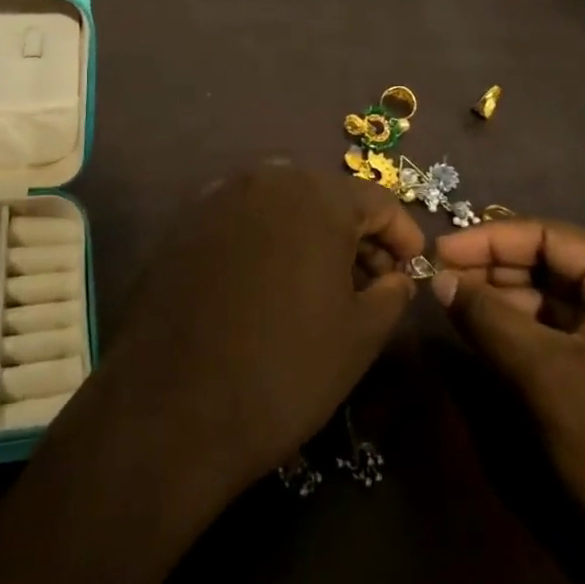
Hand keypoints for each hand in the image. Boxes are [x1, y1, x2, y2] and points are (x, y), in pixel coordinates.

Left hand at [97, 160, 424, 497]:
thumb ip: (391, 293)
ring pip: (283, 205)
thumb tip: (396, 275)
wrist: (172, 405)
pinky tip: (269, 285)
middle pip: (327, 197)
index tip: (413, 270)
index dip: (402, 234)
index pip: (376, 200)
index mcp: (315, 195)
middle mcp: (266, 178)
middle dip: (355, 235)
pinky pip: (244, 219)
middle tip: (370, 283)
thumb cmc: (283, 369)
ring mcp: (219, 195)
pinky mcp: (186, 221)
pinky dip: (268, 241)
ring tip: (322, 287)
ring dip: (310, 236)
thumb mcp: (359, 337)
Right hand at [433, 219, 584, 583]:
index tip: (436, 253)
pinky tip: (495, 342)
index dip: (487, 240)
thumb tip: (438, 277)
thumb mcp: (547, 377)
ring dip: (511, 305)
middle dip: (497, 273)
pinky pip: (575, 335)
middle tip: (441, 284)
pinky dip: (534, 335)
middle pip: (556, 265)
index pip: (549, 236)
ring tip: (458, 311)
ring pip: (562, 302)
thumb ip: (488, 318)